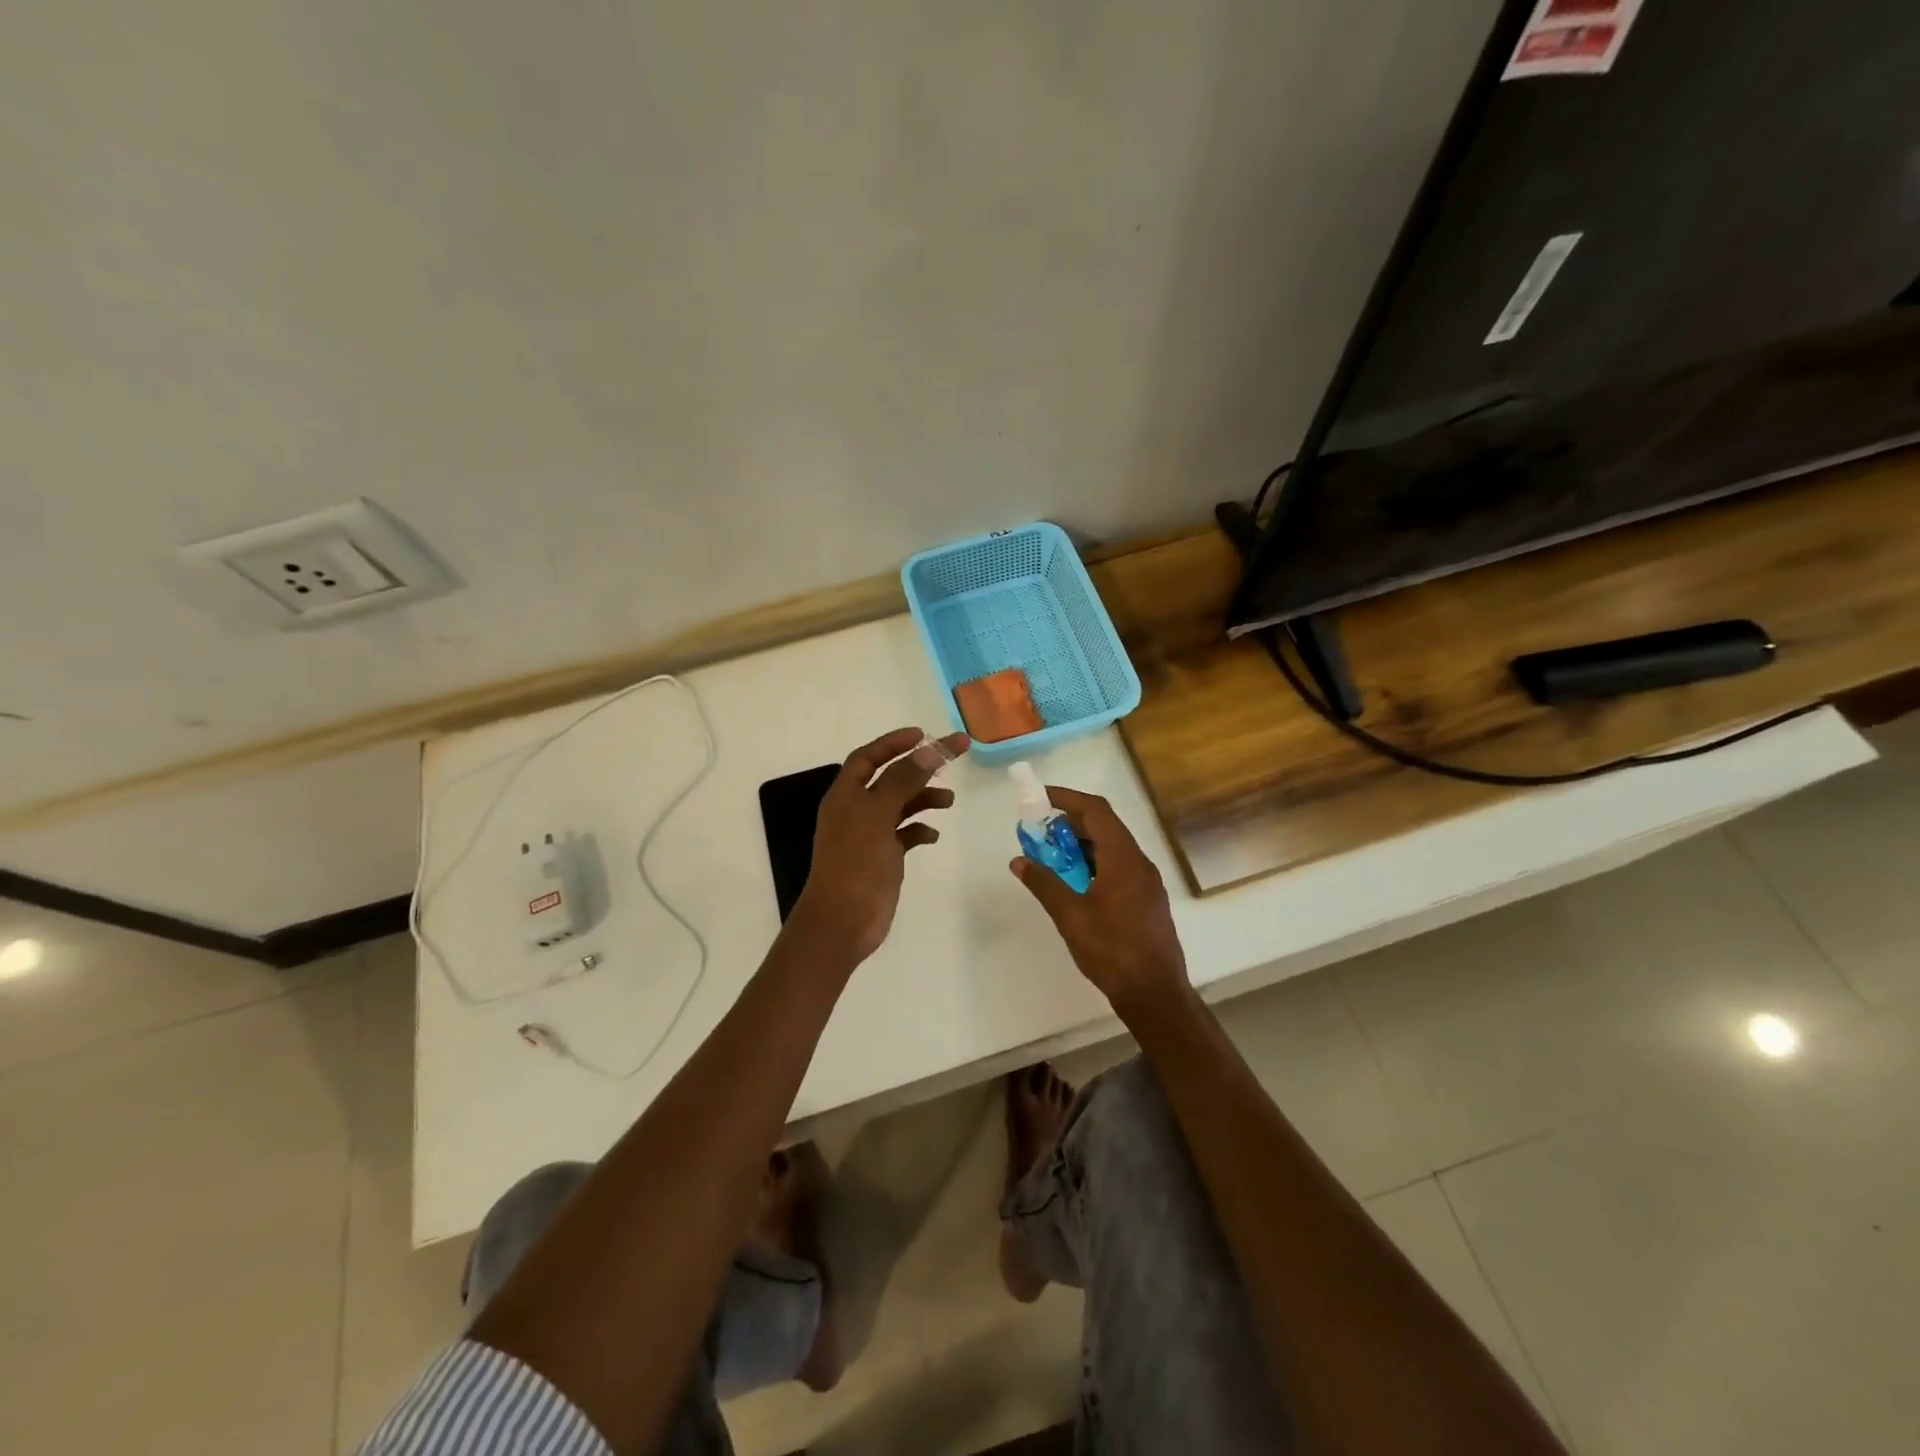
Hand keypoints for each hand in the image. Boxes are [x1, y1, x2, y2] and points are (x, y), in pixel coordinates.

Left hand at [790, 726, 970, 963]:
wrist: (843, 921)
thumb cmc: (855, 862)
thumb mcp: (878, 814)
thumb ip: (903, 780)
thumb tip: (930, 749)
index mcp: (846, 795)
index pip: (868, 757)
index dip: (893, 743)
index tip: (924, 734)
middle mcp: (856, 810)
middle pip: (890, 778)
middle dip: (920, 766)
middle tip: (954, 756)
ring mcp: (870, 835)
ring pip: (900, 806)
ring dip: (924, 798)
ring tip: (949, 801)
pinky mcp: (883, 858)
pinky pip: (905, 835)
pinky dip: (920, 830)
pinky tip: (933, 835)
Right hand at [1008, 786, 1190, 1020]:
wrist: (1156, 994)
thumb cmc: (1113, 951)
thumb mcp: (1070, 916)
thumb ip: (1044, 884)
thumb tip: (1019, 861)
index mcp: (1124, 858)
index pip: (1096, 811)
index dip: (1067, 799)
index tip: (1040, 798)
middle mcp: (1139, 863)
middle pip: (1105, 827)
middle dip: (1070, 823)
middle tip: (1038, 831)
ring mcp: (1146, 883)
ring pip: (1112, 849)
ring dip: (1081, 845)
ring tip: (1051, 857)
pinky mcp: (1146, 901)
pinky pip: (1118, 868)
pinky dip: (1094, 864)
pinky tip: (1074, 883)